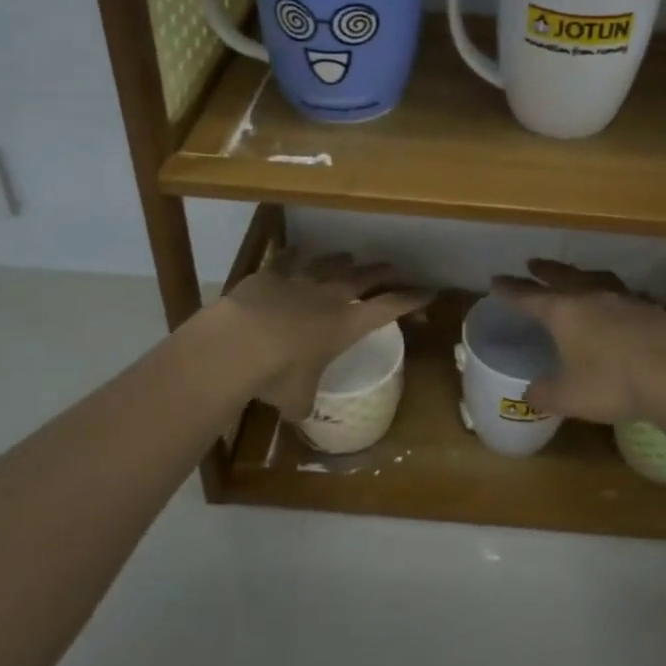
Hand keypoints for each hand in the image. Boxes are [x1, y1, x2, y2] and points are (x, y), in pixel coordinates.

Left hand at [208, 252, 431, 420]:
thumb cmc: (277, 376)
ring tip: (348, 256)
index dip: (410, 299)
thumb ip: (304, 402)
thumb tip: (301, 413)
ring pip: (328, 264)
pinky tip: (294, 252)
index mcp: (345, 325)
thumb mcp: (297, 400)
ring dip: (340, 260)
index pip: (388, 308)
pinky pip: (286, 262)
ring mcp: (299, 282)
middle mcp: (328, 297)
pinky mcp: (269, 276)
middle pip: (363, 277)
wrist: (236, 344)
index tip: (429, 291)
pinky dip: (292, 257)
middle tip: (393, 266)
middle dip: (381, 271)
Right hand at [489, 260, 665, 423]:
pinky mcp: (651, 309)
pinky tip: (623, 303)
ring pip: (597, 278)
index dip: (510, 290)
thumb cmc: (611, 385)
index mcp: (564, 313)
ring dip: (582, 275)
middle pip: (562, 276)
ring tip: (578, 275)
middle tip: (533, 264)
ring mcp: (624, 299)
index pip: (528, 296)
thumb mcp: (568, 397)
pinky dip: (618, 297)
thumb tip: (528, 393)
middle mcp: (591, 297)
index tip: (496, 281)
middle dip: (545, 270)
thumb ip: (544, 393)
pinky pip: (628, 296)